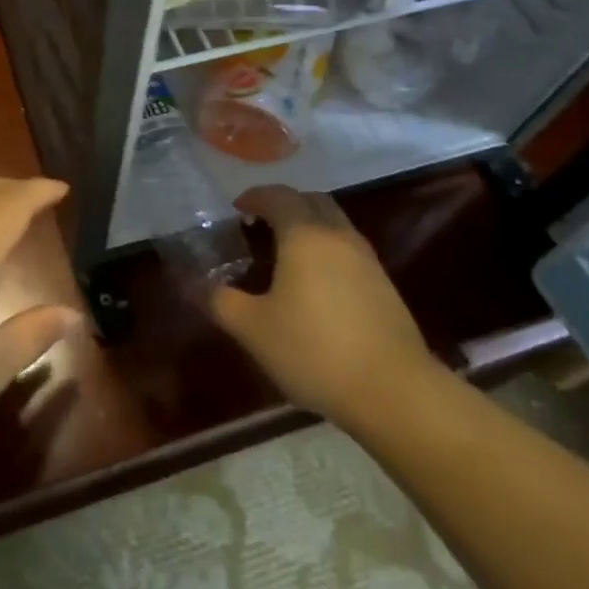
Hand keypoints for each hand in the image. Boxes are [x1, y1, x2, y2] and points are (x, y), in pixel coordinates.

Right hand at [210, 185, 440, 427]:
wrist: (396, 393)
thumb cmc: (314, 350)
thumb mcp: (253, 329)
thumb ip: (220, 301)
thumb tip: (191, 284)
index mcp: (304, 234)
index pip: (278, 195)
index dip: (254, 197)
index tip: (237, 210)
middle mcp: (338, 236)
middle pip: (312, 200)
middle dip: (285, 204)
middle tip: (261, 225)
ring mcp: (367, 260)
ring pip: (335, 224)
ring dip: (310, 226)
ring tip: (287, 255)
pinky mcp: (385, 287)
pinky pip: (350, 251)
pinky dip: (328, 251)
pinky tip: (317, 286)